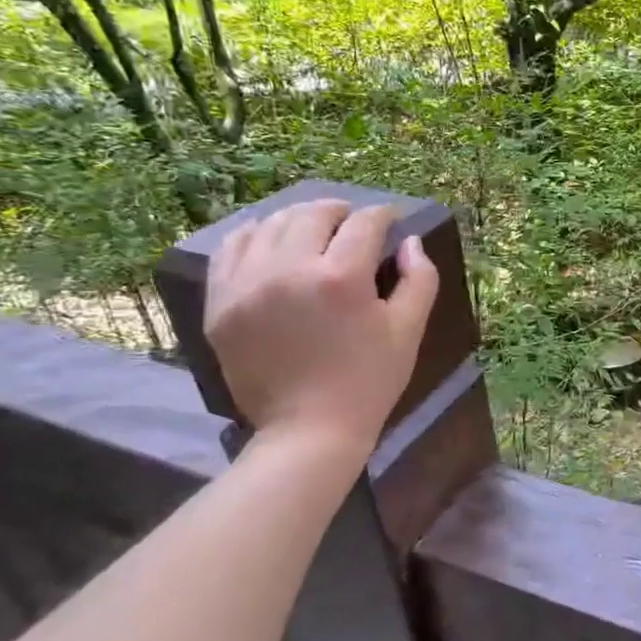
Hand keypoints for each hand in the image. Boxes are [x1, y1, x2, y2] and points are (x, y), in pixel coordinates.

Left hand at [204, 199, 438, 461]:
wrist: (309, 429)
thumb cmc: (369, 381)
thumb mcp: (408, 331)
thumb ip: (419, 279)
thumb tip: (411, 241)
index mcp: (341, 278)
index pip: (364, 224)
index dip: (383, 215)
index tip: (392, 219)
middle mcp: (289, 270)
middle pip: (313, 215)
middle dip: (340, 211)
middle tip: (354, 221)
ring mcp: (247, 285)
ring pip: (270, 224)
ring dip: (299, 218)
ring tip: (315, 228)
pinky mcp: (221, 302)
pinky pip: (232, 249)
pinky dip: (255, 235)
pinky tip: (271, 241)